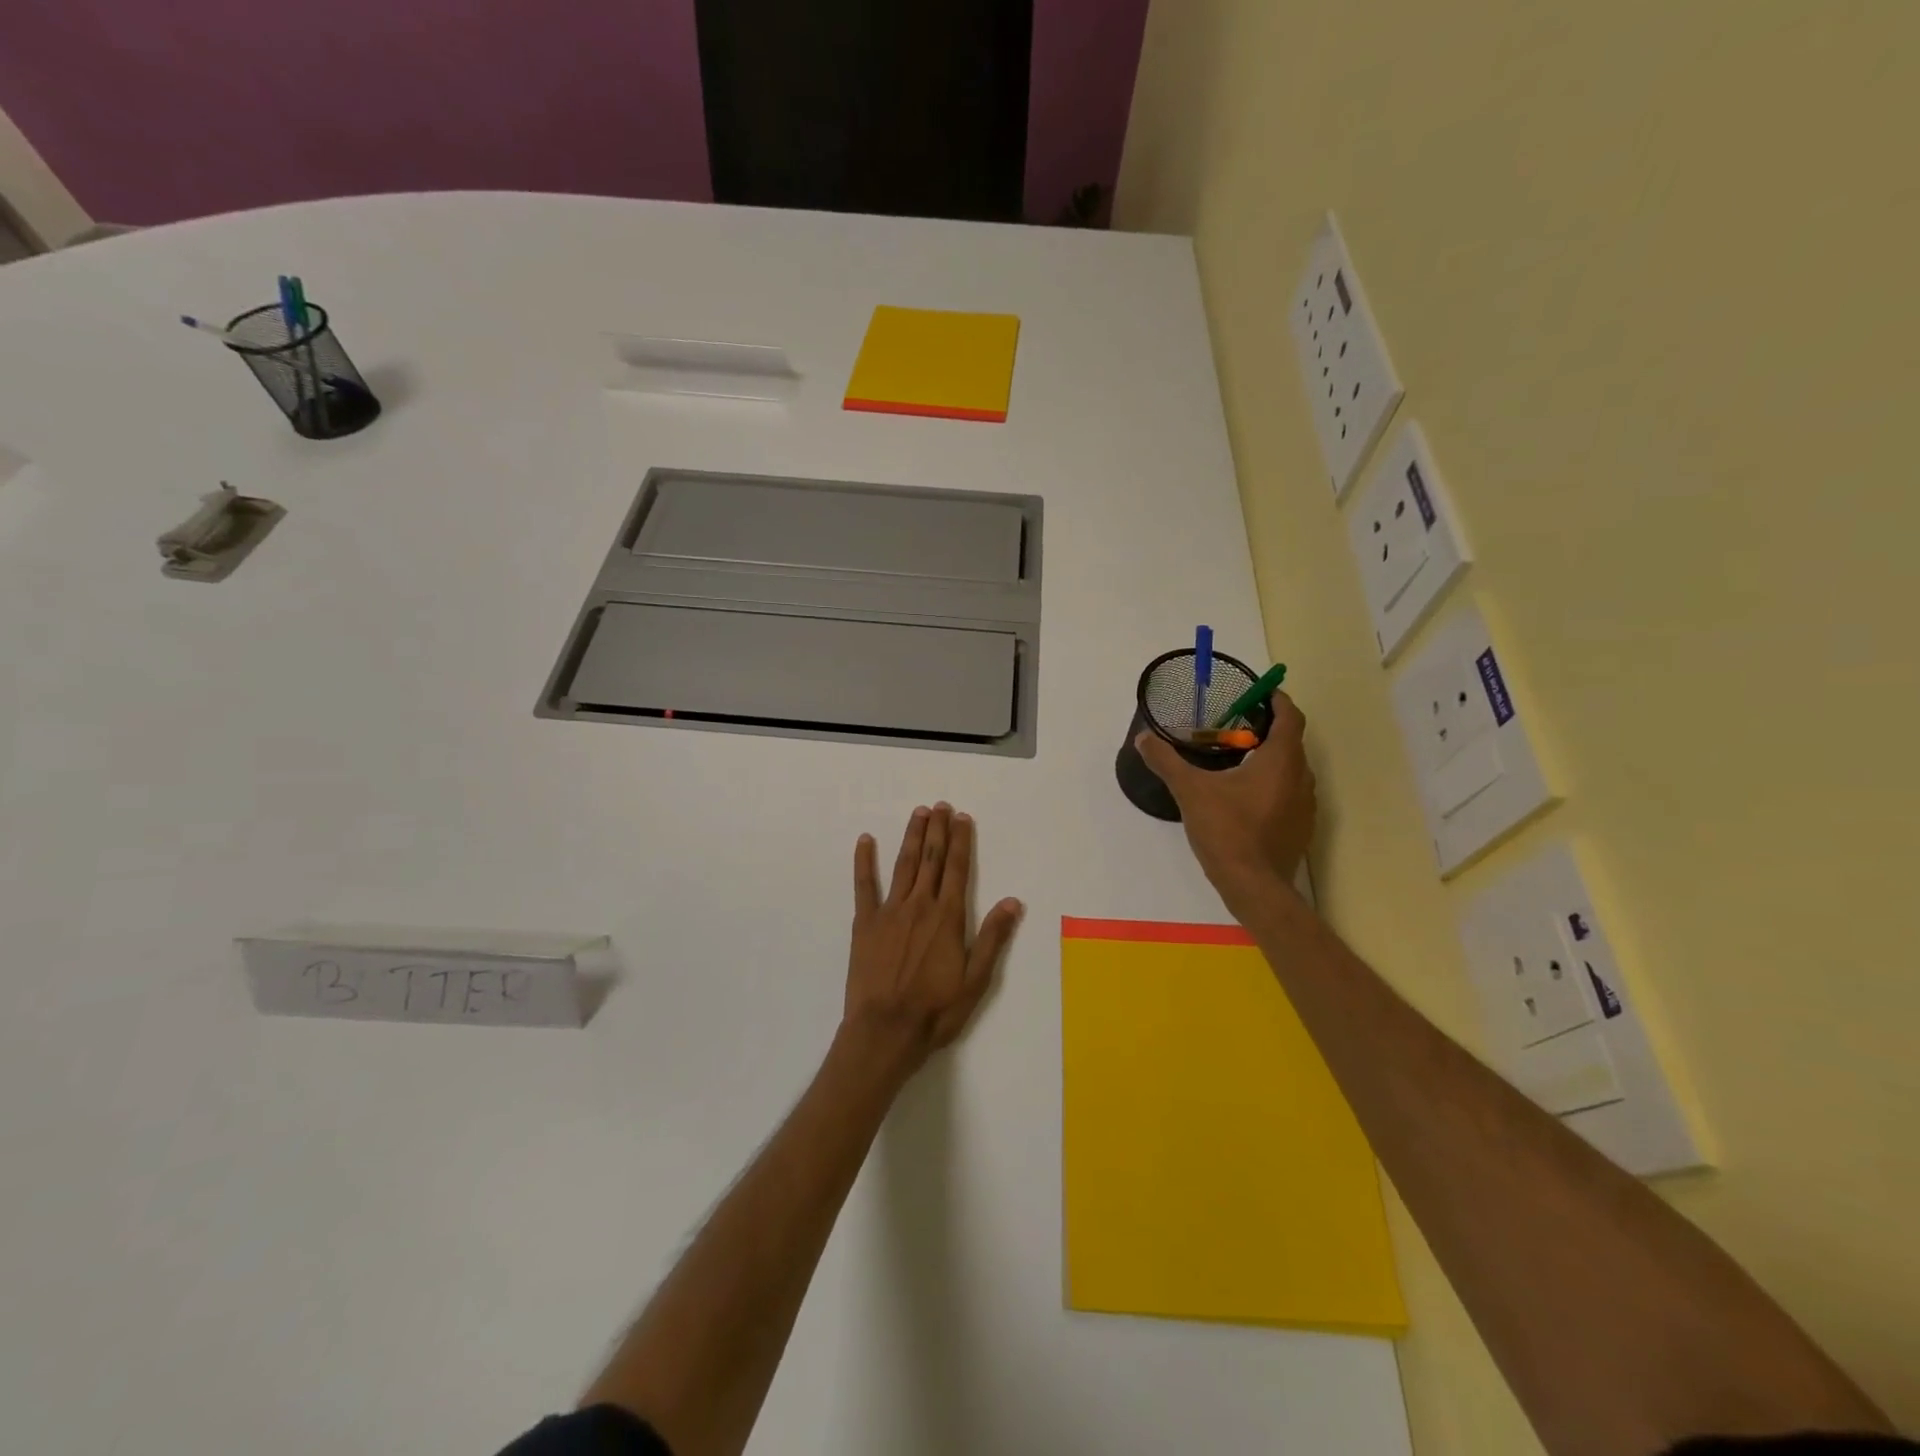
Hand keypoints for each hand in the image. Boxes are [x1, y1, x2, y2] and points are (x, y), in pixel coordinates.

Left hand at [843, 803, 1022, 1077]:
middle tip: (940, 805)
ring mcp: (890, 911)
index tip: (962, 817)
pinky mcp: (865, 923)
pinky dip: (864, 861)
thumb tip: (1013, 901)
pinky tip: (865, 840)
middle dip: (937, 830)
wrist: (886, 1030)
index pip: (958, 869)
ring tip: (918, 813)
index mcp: (948, 917)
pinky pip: (864, 885)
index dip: (961, 841)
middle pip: (931, 859)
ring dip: (912, 836)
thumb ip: (993, 938)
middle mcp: (920, 905)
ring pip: (904, 865)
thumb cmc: (935, 1010)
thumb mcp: (976, 980)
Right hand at [1134, 691, 1316, 904]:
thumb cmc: (1227, 830)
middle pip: (1291, 742)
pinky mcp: (1301, 827)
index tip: (1259, 693)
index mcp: (1281, 760)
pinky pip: (1290, 794)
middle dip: (1267, 730)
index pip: (1290, 716)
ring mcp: (1305, 805)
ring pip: (1291, 770)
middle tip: (1237, 727)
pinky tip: (1246, 798)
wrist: (1254, 885)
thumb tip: (1144, 738)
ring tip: (1239, 761)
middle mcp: (1301, 777)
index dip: (1277, 700)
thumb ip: (1167, 761)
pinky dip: (1273, 786)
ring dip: (1271, 760)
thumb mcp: (1190, 791)